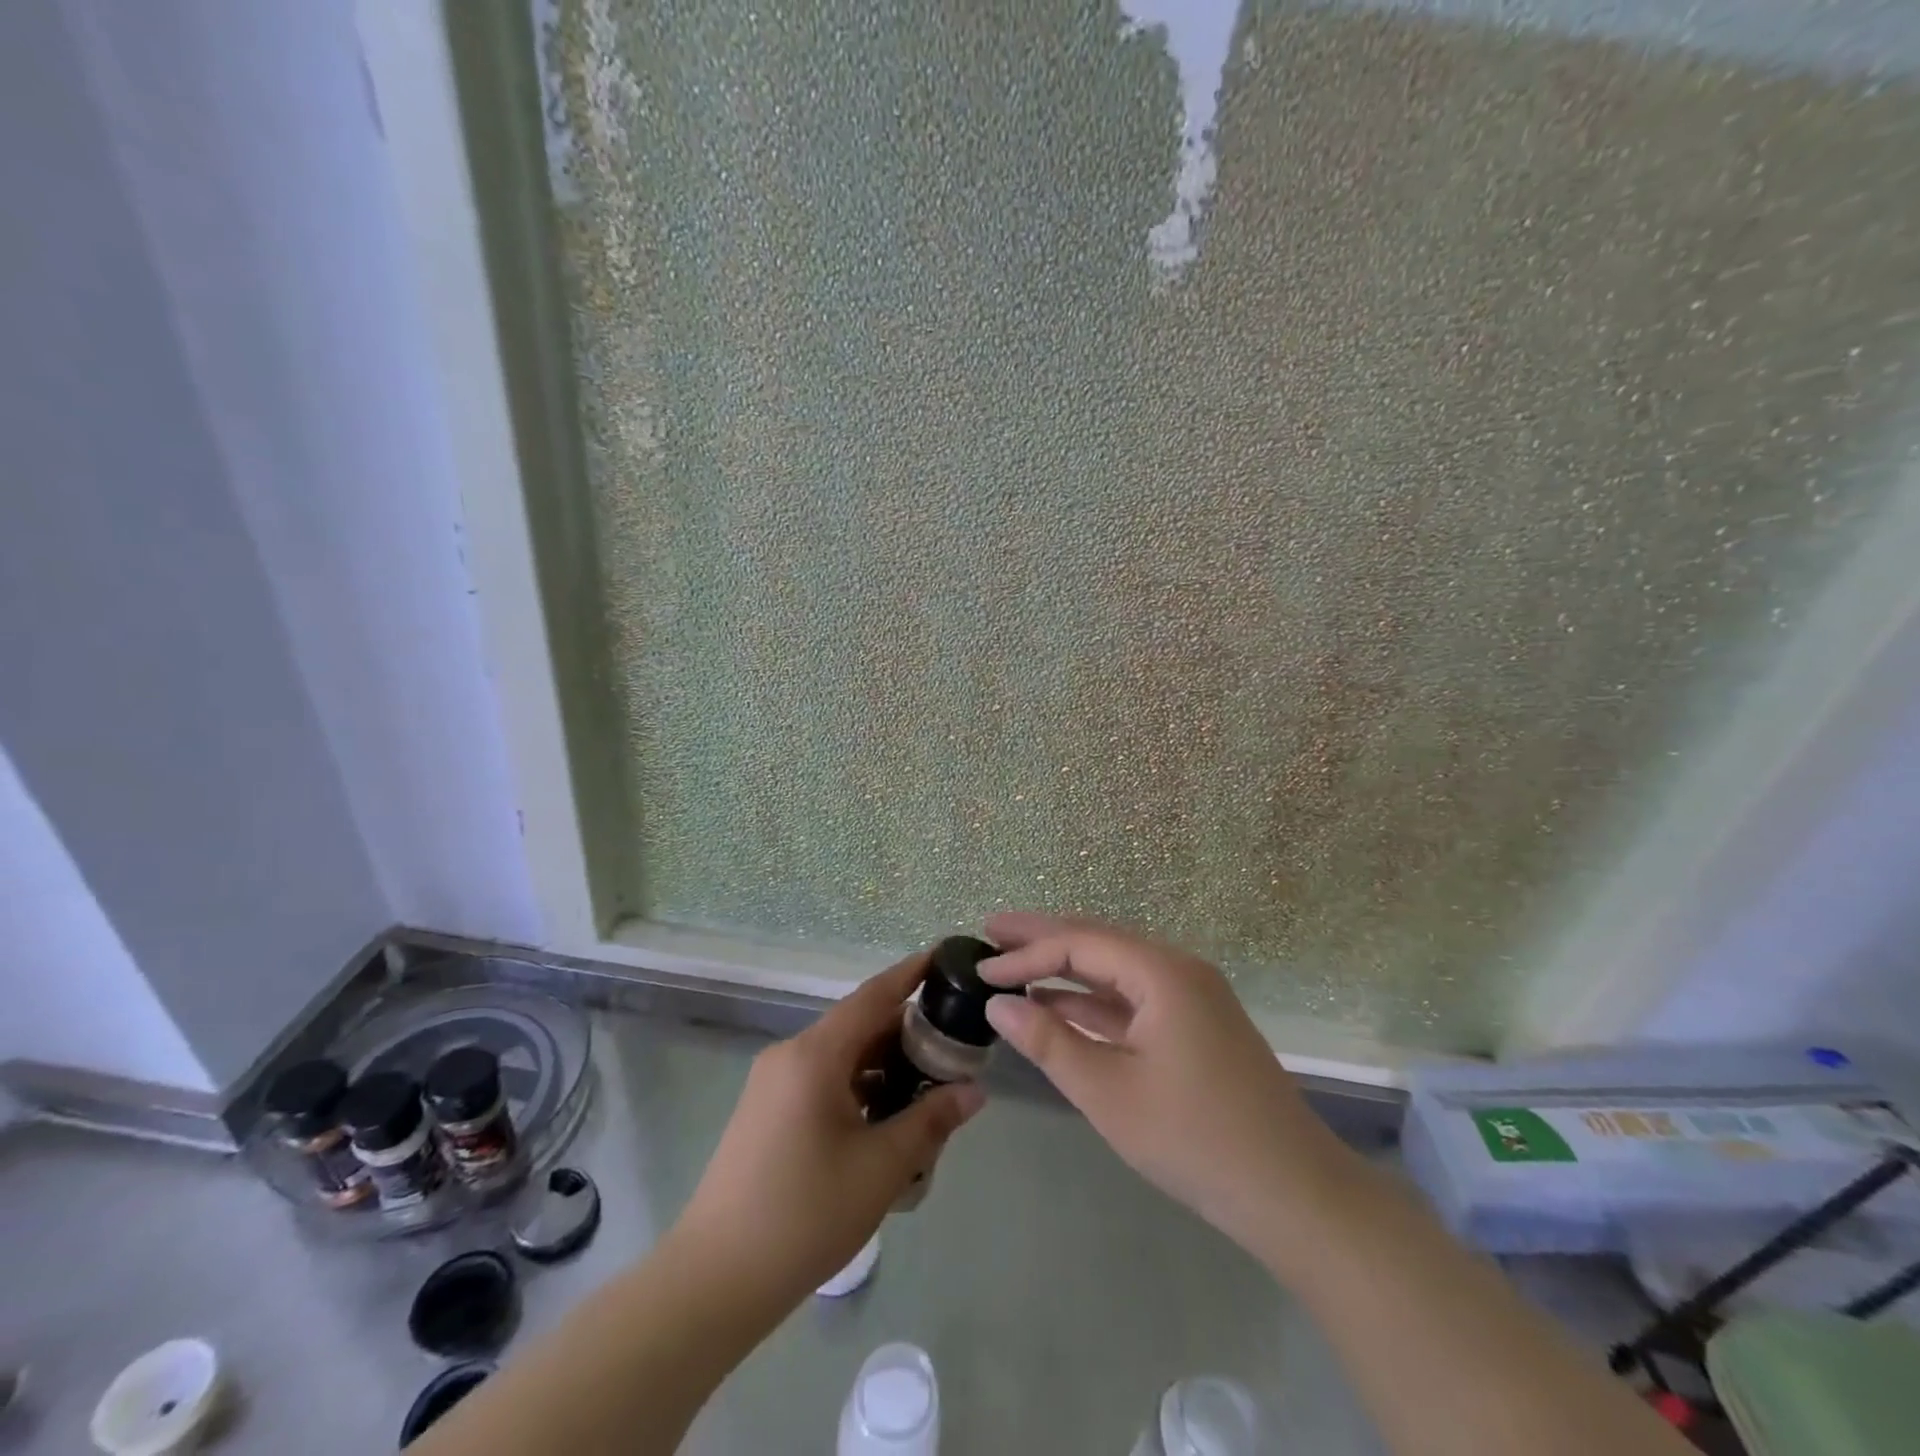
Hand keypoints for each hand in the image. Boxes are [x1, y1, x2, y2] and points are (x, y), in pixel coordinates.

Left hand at [674, 950, 984, 1304]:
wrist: (715, 1280)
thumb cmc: (805, 1214)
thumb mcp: (881, 1167)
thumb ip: (930, 1121)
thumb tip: (974, 1091)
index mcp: (815, 1054)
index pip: (873, 996)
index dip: (910, 974)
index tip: (944, 956)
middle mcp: (791, 1055)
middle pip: (858, 1027)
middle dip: (906, 1034)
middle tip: (953, 1046)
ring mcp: (773, 1084)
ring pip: (842, 1058)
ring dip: (883, 1068)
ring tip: (928, 1091)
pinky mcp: (766, 1112)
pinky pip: (822, 1082)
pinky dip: (858, 1089)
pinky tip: (885, 1124)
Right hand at [980, 913, 1358, 1266]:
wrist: (1292, 1193)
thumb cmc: (1194, 1138)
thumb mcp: (1108, 1091)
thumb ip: (1048, 1041)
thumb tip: (997, 1003)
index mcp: (1161, 971)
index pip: (1078, 943)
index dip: (1025, 953)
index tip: (980, 967)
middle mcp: (1178, 969)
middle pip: (1098, 940)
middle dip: (1043, 937)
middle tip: (991, 930)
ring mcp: (1190, 997)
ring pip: (1115, 969)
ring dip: (1066, 968)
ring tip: (1015, 963)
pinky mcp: (1194, 1025)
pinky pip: (1133, 998)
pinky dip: (1093, 1000)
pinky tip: (1060, 1006)